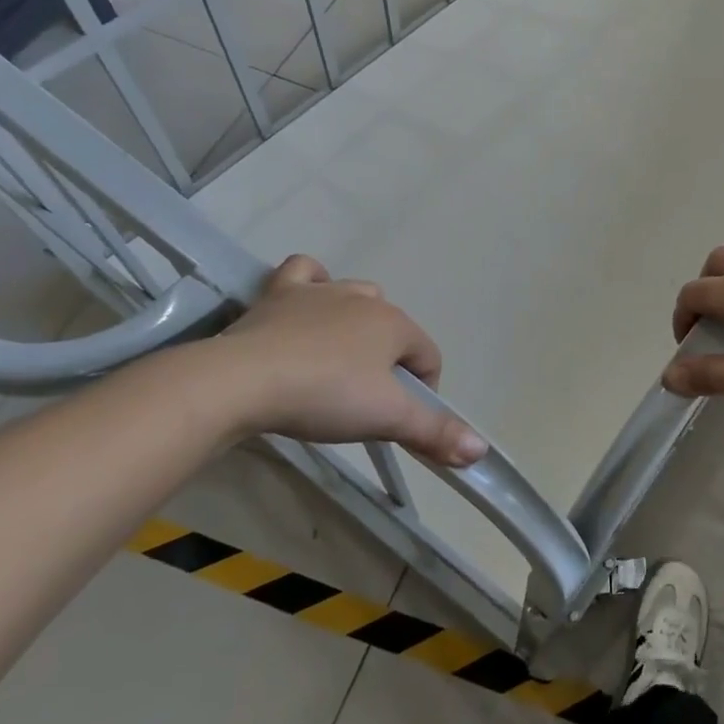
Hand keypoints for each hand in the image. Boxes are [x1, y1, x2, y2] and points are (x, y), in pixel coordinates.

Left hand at [204, 255, 486, 466]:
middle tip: (365, 399)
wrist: (242, 381)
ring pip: (356, 295)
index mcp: (395, 324)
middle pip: (393, 328)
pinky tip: (308, 303)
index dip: (423, 392)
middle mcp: (364, 299)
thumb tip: (481, 451)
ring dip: (357, 321)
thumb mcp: (386, 419)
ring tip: (339, 361)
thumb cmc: (325, 396)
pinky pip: (305, 272)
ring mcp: (321, 292)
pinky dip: (312, 283)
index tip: (398, 422)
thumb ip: (435, 432)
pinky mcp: (279, 294)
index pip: (428, 357)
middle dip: (389, 360)